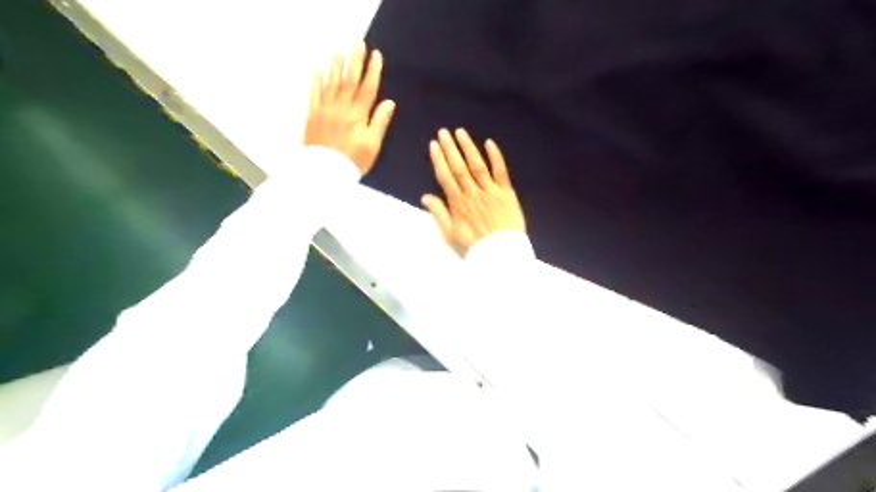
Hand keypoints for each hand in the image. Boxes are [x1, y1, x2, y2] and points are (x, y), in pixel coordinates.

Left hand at [303, 43, 395, 173]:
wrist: (325, 172)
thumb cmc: (353, 161)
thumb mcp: (372, 145)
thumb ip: (379, 122)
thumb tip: (389, 103)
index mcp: (357, 115)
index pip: (367, 88)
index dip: (372, 71)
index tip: (376, 55)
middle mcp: (341, 108)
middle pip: (349, 80)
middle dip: (355, 61)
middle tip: (358, 44)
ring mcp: (325, 110)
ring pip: (331, 83)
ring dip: (336, 66)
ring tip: (340, 51)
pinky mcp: (313, 115)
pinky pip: (314, 93)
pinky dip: (316, 80)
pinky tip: (318, 68)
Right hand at [421, 126, 522, 256]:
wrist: (501, 252)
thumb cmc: (474, 244)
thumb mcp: (450, 234)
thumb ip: (439, 214)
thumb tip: (425, 197)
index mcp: (458, 203)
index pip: (446, 176)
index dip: (439, 159)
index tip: (434, 145)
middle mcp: (473, 192)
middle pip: (459, 167)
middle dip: (450, 148)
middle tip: (443, 132)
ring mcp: (490, 191)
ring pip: (477, 165)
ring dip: (468, 147)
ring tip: (460, 132)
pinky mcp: (506, 192)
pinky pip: (501, 171)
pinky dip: (495, 157)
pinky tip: (489, 143)